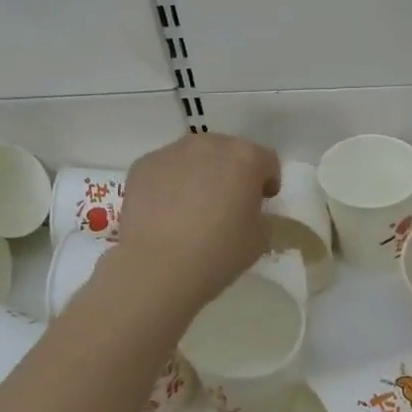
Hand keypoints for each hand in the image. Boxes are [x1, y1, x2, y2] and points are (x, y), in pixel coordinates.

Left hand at [109, 134, 280, 311]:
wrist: (159, 266)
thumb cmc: (219, 252)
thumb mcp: (261, 238)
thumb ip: (260, 213)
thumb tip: (247, 208)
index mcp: (245, 157)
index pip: (266, 160)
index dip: (267, 181)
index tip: (261, 201)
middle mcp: (209, 144)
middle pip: (228, 152)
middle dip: (231, 173)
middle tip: (226, 204)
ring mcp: (172, 152)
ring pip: (194, 158)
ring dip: (199, 174)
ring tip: (190, 208)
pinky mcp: (144, 165)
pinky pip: (165, 170)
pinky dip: (169, 184)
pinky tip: (165, 213)